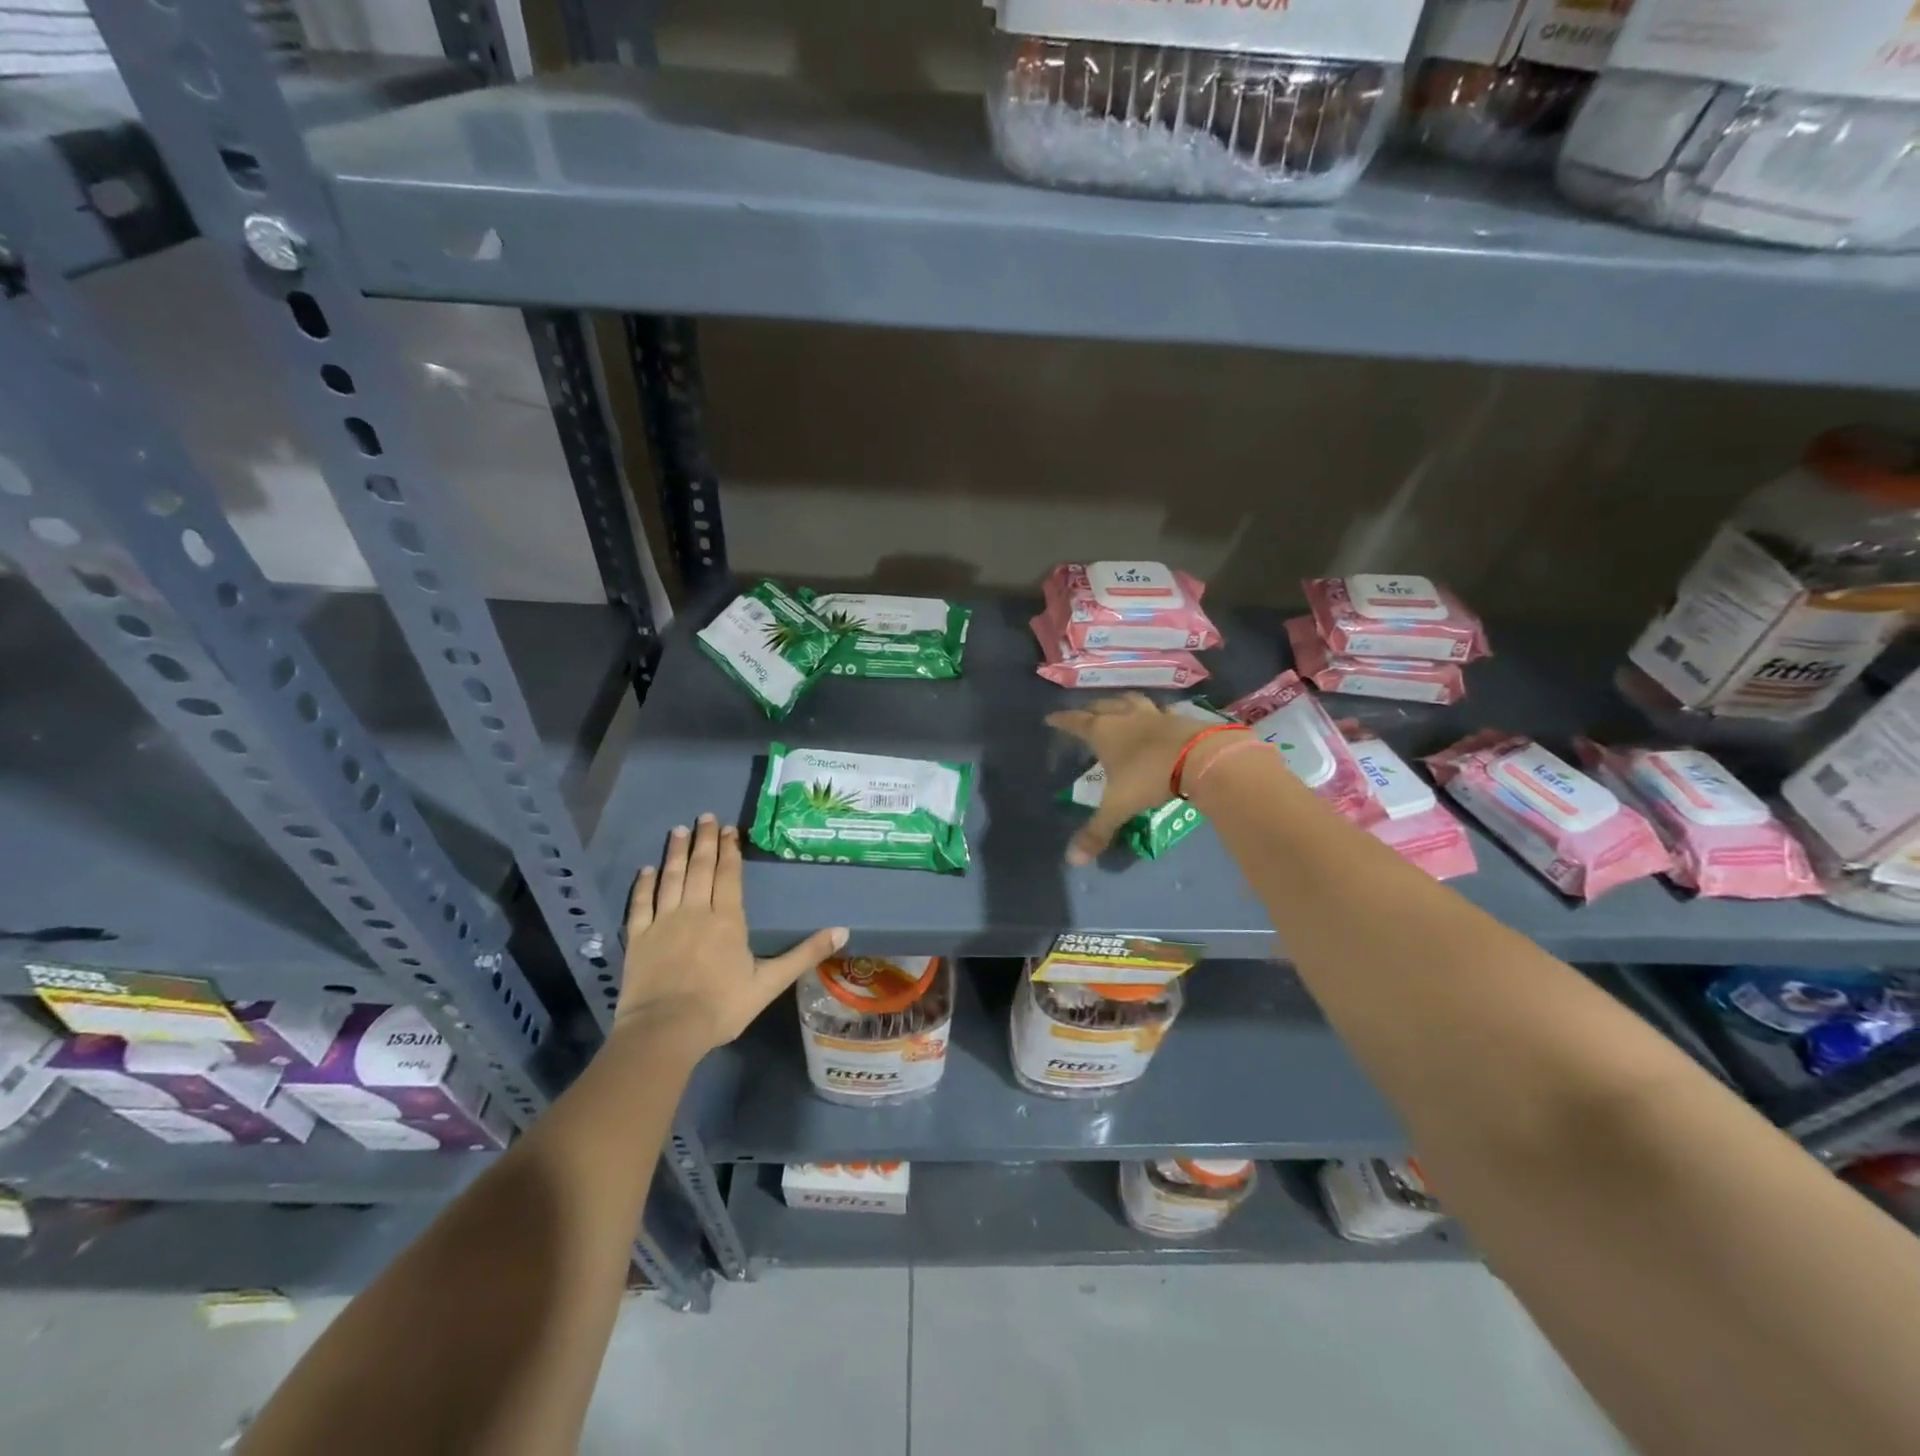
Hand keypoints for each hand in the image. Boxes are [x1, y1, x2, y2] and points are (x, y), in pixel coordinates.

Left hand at [619, 814, 847, 1052]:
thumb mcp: (770, 983)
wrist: (665, 1030)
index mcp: (727, 919)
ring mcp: (663, 921)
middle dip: (704, 841)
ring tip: (678, 830)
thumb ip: (804, 954)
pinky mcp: (638, 938)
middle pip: (701, 868)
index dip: (730, 849)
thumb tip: (843, 931)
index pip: (729, 875)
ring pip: (670, 878)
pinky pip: (641, 903)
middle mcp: (695, 910)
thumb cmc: (721, 1006)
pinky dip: (643, 884)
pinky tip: (645, 870)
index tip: (729, 827)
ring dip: (675, 853)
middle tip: (704, 817)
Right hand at [1046, 694, 1228, 864]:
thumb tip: (1072, 860)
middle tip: (1084, 713)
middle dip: (1091, 709)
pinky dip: (1153, 713)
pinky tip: (1156, 718)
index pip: (1076, 722)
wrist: (1200, 758)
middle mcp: (1126, 717)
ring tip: (1118, 707)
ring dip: (1121, 703)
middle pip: (1103, 706)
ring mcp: (1155, 715)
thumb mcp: (1118, 806)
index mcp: (1104, 732)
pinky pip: (1160, 711)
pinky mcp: (1180, 718)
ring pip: (1132, 701)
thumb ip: (1097, 831)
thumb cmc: (1149, 777)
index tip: (1051, 718)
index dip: (1062, 720)